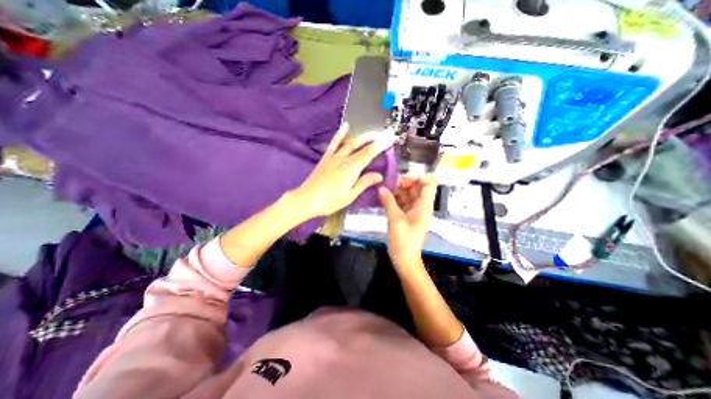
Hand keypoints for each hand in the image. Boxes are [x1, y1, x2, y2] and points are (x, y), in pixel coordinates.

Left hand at [288, 123, 387, 219]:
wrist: (307, 199)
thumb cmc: (330, 201)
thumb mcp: (350, 195)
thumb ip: (364, 183)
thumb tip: (379, 176)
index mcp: (351, 169)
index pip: (369, 153)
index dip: (381, 145)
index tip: (390, 138)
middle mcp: (343, 159)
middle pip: (361, 145)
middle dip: (373, 138)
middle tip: (383, 133)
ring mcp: (334, 157)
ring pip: (349, 142)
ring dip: (361, 135)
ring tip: (371, 131)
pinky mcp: (326, 157)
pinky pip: (334, 143)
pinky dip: (340, 134)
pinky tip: (345, 126)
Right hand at [377, 175, 438, 268]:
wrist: (404, 260)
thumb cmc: (403, 241)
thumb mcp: (395, 220)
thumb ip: (389, 202)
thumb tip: (381, 188)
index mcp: (424, 206)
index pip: (428, 184)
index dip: (418, 177)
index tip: (402, 178)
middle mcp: (420, 206)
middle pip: (416, 187)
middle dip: (403, 182)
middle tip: (389, 184)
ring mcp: (413, 211)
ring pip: (407, 194)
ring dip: (397, 190)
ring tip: (384, 189)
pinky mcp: (406, 215)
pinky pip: (401, 202)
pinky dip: (394, 198)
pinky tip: (383, 196)